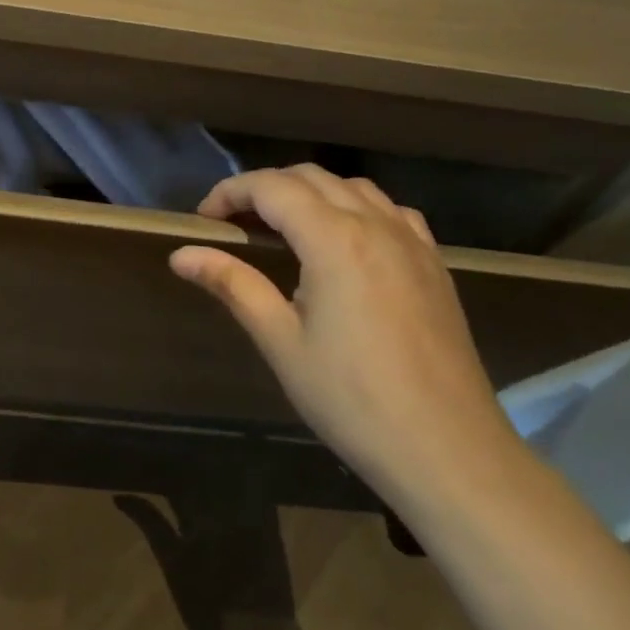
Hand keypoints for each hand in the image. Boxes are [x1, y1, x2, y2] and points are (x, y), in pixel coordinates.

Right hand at [169, 166, 525, 505]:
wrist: (449, 451)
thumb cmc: (352, 399)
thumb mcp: (281, 341)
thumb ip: (232, 285)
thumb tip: (181, 254)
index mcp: (335, 240)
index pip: (271, 188)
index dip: (230, 193)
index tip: (204, 220)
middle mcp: (376, 225)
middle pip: (311, 177)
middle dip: (264, 188)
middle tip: (234, 224)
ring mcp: (413, 243)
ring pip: (353, 187)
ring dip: (309, 192)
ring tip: (281, 228)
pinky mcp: (434, 265)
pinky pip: (390, 211)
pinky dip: (355, 207)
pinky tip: (344, 241)